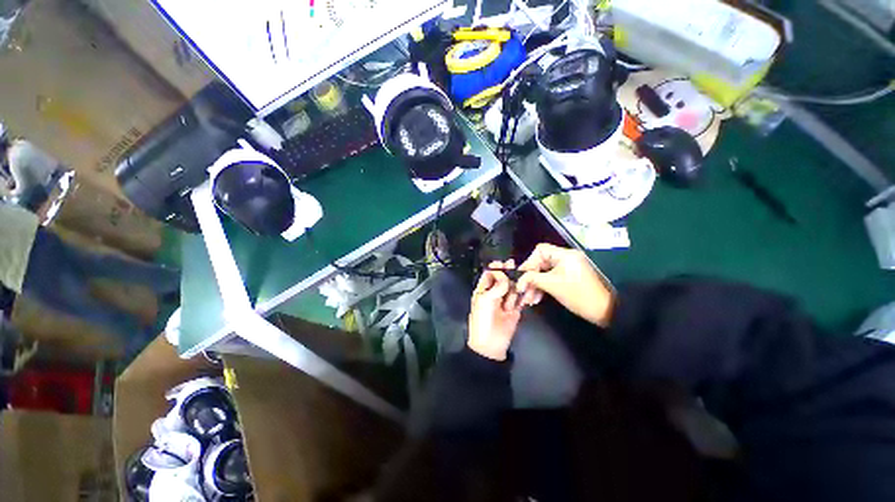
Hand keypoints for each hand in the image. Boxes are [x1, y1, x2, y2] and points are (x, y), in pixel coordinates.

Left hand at [468, 260, 523, 360]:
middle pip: (503, 279)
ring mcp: (505, 302)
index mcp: (483, 290)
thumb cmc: (483, 319)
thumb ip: (497, 286)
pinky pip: (520, 299)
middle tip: (515, 267)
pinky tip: (526, 292)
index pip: (489, 275)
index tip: (504, 263)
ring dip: (517, 285)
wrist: (490, 344)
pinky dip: (524, 296)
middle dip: (508, 274)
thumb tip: (505, 276)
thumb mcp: (486, 300)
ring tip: (521, 284)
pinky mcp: (515, 310)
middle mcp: (494, 293)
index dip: (496, 268)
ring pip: (513, 288)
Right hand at [517, 243, 614, 326]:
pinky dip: (543, 287)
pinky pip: (551, 278)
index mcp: (564, 254)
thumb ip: (532, 278)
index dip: (528, 262)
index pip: (539, 250)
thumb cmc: (577, 295)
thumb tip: (518, 279)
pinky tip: (536, 298)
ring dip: (535, 285)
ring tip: (528, 299)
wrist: (604, 311)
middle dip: (530, 278)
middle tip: (522, 290)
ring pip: (544, 272)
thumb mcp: (551, 285)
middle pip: (541, 262)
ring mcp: (568, 268)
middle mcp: (566, 258)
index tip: (522, 276)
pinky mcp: (569, 277)